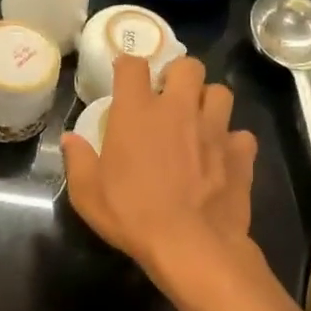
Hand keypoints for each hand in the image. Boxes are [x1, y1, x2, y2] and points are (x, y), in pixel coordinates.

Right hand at [60, 52, 258, 284]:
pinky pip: (241, 135)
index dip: (128, 67)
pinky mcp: (240, 153)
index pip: (133, 65)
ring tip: (200, 122)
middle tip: (169, 98)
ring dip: (209, 102)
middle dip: (179, 76)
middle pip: (188, 65)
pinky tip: (223, 158)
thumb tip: (69, 139)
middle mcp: (178, 109)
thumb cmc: (132, 216)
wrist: (190, 245)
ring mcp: (214, 129)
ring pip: (220, 92)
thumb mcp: (88, 194)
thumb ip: (78, 160)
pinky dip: (232, 143)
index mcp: (137, 112)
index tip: (125, 78)